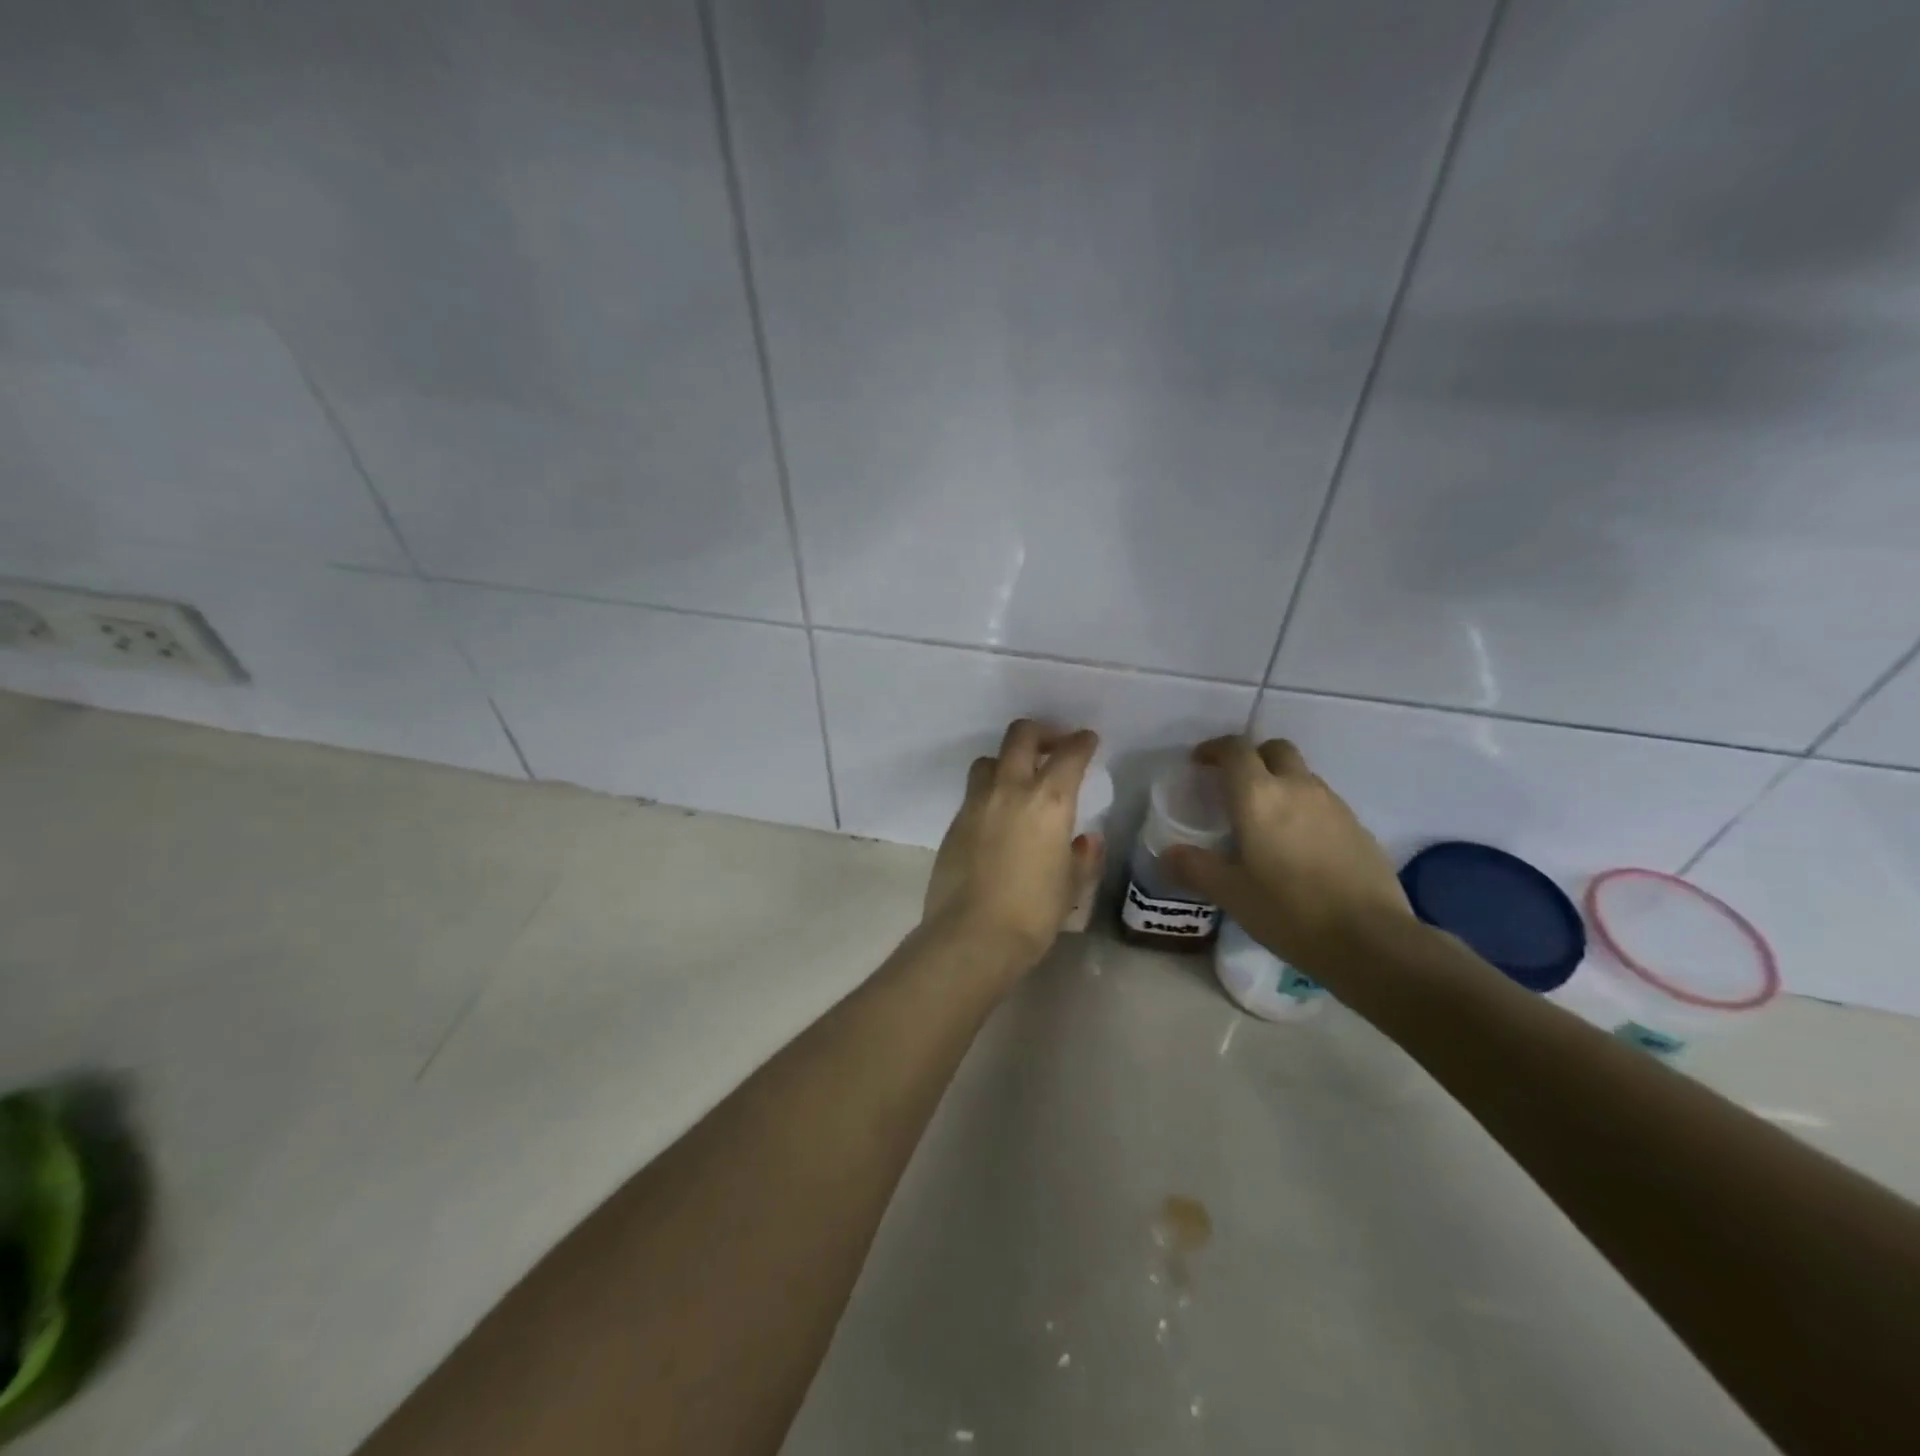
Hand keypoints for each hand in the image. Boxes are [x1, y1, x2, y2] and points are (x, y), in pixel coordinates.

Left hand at [922, 719, 1103, 977]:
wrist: (971, 935)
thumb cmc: (1033, 913)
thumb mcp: (1071, 887)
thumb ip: (1082, 858)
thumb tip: (1085, 841)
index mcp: (1049, 800)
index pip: (1069, 754)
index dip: (1081, 742)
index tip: (1087, 741)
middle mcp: (1010, 789)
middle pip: (1020, 736)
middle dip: (1040, 732)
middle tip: (1053, 746)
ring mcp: (976, 803)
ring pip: (990, 760)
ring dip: (1008, 761)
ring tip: (1019, 780)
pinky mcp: (954, 822)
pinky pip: (974, 793)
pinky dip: (989, 793)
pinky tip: (998, 817)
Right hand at [1164, 736, 1412, 975]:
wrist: (1370, 941)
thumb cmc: (1289, 911)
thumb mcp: (1230, 893)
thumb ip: (1195, 867)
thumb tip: (1168, 855)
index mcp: (1258, 796)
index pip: (1235, 750)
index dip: (1214, 749)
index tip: (1199, 763)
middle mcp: (1298, 788)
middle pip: (1275, 750)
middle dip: (1252, 757)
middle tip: (1234, 784)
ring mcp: (1334, 805)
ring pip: (1302, 775)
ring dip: (1280, 783)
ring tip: (1265, 819)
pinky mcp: (1358, 827)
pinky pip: (1323, 802)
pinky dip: (1304, 809)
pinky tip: (1298, 846)